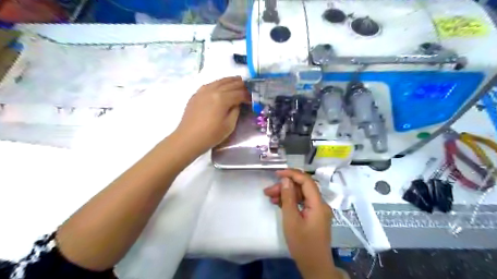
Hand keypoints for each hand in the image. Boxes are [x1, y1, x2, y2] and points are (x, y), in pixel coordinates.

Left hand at [174, 77, 247, 154]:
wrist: (188, 139)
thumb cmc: (211, 135)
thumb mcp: (229, 125)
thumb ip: (236, 111)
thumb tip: (237, 103)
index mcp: (222, 98)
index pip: (239, 93)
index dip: (247, 95)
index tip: (253, 98)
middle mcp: (213, 90)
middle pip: (230, 84)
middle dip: (241, 84)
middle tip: (249, 86)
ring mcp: (203, 91)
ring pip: (219, 81)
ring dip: (230, 80)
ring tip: (238, 80)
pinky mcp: (196, 94)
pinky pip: (210, 84)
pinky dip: (219, 83)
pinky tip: (221, 85)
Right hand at [264, 169, 337, 277]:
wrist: (314, 266)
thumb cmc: (302, 244)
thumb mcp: (291, 220)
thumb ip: (288, 198)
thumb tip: (285, 180)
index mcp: (318, 204)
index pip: (306, 181)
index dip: (292, 174)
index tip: (277, 173)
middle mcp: (320, 204)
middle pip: (302, 188)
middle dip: (285, 187)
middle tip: (268, 191)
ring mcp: (317, 210)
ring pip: (301, 195)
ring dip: (286, 194)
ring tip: (270, 197)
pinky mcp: (313, 216)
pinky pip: (302, 203)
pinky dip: (290, 202)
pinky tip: (278, 203)